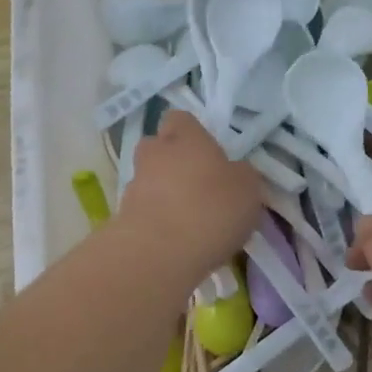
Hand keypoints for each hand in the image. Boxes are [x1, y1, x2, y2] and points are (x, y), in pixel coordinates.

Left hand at [118, 110, 262, 282]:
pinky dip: (157, 219)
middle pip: (158, 147)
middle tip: (197, 184)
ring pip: (149, 180)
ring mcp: (134, 185)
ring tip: (188, 219)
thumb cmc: (211, 209)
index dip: (193, 133)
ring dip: (165, 193)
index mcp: (186, 138)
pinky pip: (144, 210)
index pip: (181, 119)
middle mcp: (155, 153)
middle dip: (173, 162)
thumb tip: (235, 173)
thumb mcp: (248, 190)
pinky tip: (177, 240)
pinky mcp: (123, 216)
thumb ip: (241, 175)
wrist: (160, 252)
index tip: (209, 153)